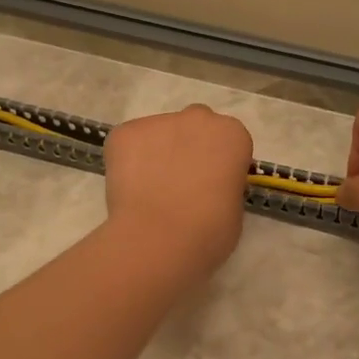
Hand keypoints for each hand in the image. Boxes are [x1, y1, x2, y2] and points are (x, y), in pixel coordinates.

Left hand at [102, 104, 253, 273]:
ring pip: (159, 135)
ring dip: (157, 154)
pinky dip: (128, 161)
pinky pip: (129, 144)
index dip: (219, 164)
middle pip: (195, 128)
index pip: (228, 142)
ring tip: (149, 192)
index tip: (212, 186)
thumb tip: (206, 189)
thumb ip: (224, 186)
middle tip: (180, 184)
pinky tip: (130, 190)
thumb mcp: (234, 210)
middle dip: (189, 148)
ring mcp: (158, 122)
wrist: (158, 240)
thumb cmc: (208, 232)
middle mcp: (197, 118)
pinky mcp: (124, 132)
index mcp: (232, 135)